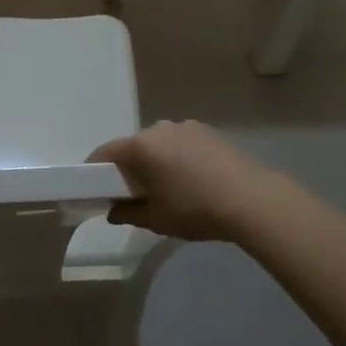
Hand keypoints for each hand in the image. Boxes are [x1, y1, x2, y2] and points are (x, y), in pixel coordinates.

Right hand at [89, 121, 280, 241]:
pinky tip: (191, 180)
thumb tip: (113, 211)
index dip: (94, 170)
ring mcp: (186, 127)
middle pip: (133, 147)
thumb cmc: (194, 209)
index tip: (93, 188)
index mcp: (140, 146)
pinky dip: (178, 158)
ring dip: (156, 161)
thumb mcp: (155, 219)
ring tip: (167, 187)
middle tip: (132, 193)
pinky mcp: (208, 132)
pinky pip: (181, 144)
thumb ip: (127, 213)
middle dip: (129, 167)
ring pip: (159, 144)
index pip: (105, 153)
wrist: (251, 200)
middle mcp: (159, 128)